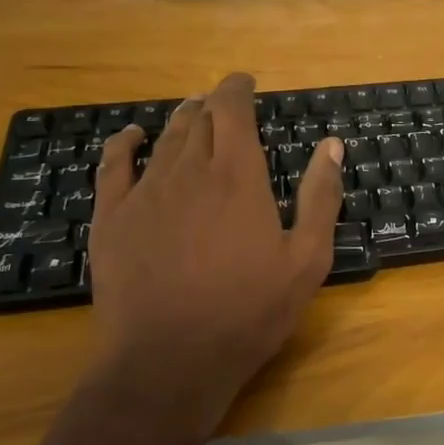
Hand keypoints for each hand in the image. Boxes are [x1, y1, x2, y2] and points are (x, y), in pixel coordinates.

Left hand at [84, 73, 344, 444]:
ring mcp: (146, 192)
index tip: (245, 82)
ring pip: (165, 138)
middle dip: (214, 103)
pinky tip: (132, 136)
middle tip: (227, 105)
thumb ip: (321, 196)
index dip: (237, 88)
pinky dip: (124, 143)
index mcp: (238, 176)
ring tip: (194, 113)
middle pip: (200, 118)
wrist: (167, 362)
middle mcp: (190, 171)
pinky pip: (114, 165)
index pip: (233, 110)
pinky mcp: (112, 218)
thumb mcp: (307, 259)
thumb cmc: (249, 311)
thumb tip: (331, 145)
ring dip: (182, 120)